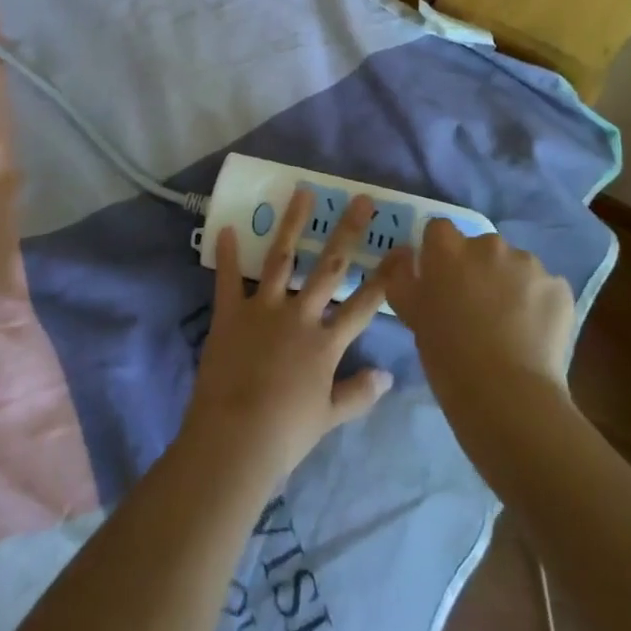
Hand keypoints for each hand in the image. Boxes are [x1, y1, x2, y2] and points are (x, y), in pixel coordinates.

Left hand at [182, 191, 392, 486]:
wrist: (235, 439)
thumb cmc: (286, 433)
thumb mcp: (329, 417)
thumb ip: (358, 393)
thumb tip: (388, 376)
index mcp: (326, 342)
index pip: (365, 304)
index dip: (386, 276)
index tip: (404, 248)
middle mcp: (299, 316)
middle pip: (329, 267)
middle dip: (347, 232)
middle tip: (361, 200)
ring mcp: (264, 310)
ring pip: (282, 258)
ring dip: (292, 224)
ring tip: (303, 192)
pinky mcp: (230, 314)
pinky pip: (228, 278)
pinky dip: (227, 254)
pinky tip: (226, 227)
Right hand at [381, 221, 575, 436]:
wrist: (507, 395)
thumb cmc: (448, 356)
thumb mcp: (410, 314)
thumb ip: (403, 277)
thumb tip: (406, 255)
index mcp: (448, 249)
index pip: (439, 229)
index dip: (439, 252)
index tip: (441, 279)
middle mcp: (488, 245)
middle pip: (480, 246)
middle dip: (478, 269)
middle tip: (475, 308)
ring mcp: (528, 264)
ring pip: (515, 266)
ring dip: (510, 284)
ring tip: (509, 326)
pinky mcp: (559, 287)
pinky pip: (543, 288)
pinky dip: (538, 305)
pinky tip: (533, 335)